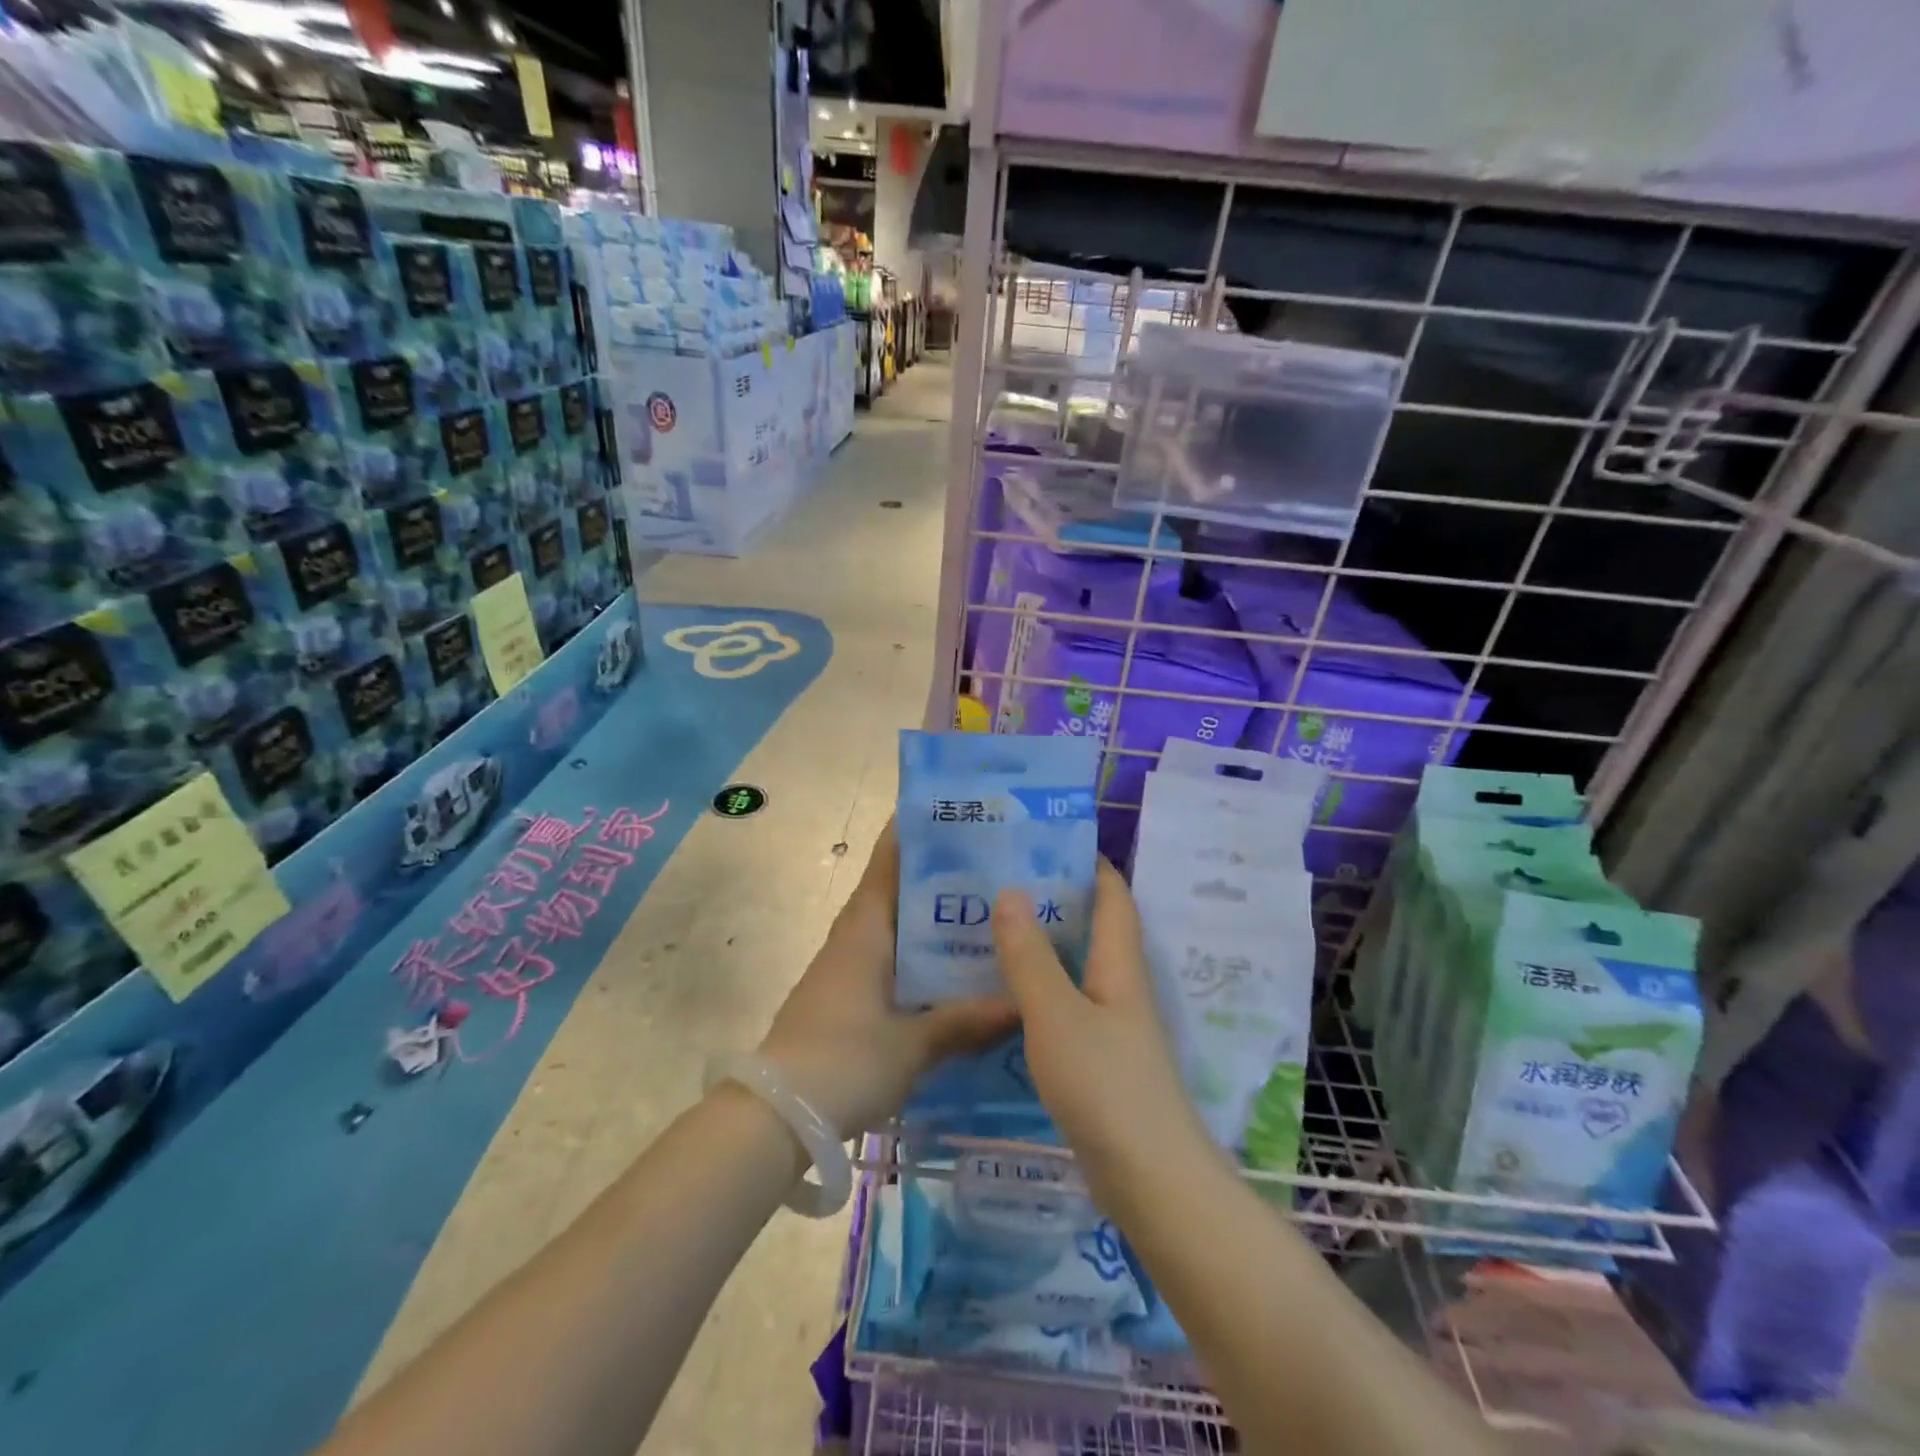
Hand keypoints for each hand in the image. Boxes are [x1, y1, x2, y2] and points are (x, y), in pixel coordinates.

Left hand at [759, 822, 1017, 1135]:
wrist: (775, 1116)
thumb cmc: (843, 1060)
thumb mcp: (913, 1044)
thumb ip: (966, 1021)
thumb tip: (1023, 1002)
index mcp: (866, 927)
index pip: (890, 860)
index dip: (917, 830)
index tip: (958, 811)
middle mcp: (856, 936)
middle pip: (900, 890)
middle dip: (943, 876)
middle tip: (1000, 866)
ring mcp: (849, 967)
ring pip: (899, 928)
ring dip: (935, 920)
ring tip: (992, 913)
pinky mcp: (849, 997)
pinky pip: (894, 960)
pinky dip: (924, 957)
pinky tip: (959, 972)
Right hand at [992, 859, 1205, 1211]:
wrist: (1149, 1180)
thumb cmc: (1105, 1085)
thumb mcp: (1056, 1014)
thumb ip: (1030, 956)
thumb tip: (1010, 891)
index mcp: (1119, 965)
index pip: (1113, 897)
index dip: (1090, 863)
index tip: (1048, 838)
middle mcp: (1121, 987)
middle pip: (1093, 928)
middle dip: (1055, 900)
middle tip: (1002, 880)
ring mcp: (1113, 1026)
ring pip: (1077, 968)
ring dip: (1043, 945)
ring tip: (993, 927)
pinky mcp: (1100, 1060)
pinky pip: (1067, 1006)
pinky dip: (1039, 989)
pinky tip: (1005, 994)